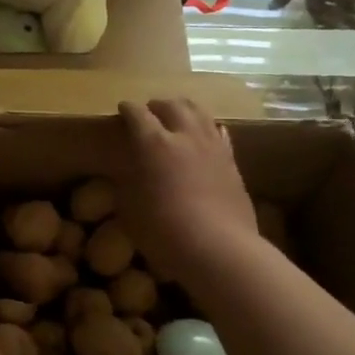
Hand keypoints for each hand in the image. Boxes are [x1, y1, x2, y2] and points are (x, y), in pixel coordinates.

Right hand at [115, 99, 260, 284]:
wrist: (220, 250)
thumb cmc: (165, 233)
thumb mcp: (130, 210)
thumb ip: (128, 183)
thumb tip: (129, 172)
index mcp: (153, 144)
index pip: (137, 114)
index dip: (127, 109)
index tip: (122, 109)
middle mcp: (185, 136)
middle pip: (172, 105)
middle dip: (157, 105)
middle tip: (149, 113)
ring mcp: (213, 146)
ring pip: (200, 112)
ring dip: (184, 110)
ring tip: (177, 117)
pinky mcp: (232, 161)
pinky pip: (218, 132)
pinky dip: (207, 128)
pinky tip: (204, 137)